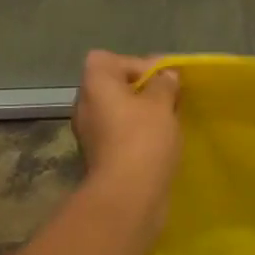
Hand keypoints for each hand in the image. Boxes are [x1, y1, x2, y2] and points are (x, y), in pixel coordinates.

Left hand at [71, 51, 180, 239]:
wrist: (127, 195)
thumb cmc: (143, 140)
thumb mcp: (161, 104)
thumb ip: (164, 84)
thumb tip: (166, 76)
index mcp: (95, 86)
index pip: (107, 59)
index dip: (135, 64)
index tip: (162, 80)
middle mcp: (85, 106)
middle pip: (112, 86)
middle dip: (142, 91)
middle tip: (169, 101)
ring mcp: (90, 133)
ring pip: (117, 112)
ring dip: (140, 114)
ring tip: (168, 123)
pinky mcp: (100, 156)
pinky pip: (119, 135)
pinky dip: (137, 135)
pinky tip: (159, 145)